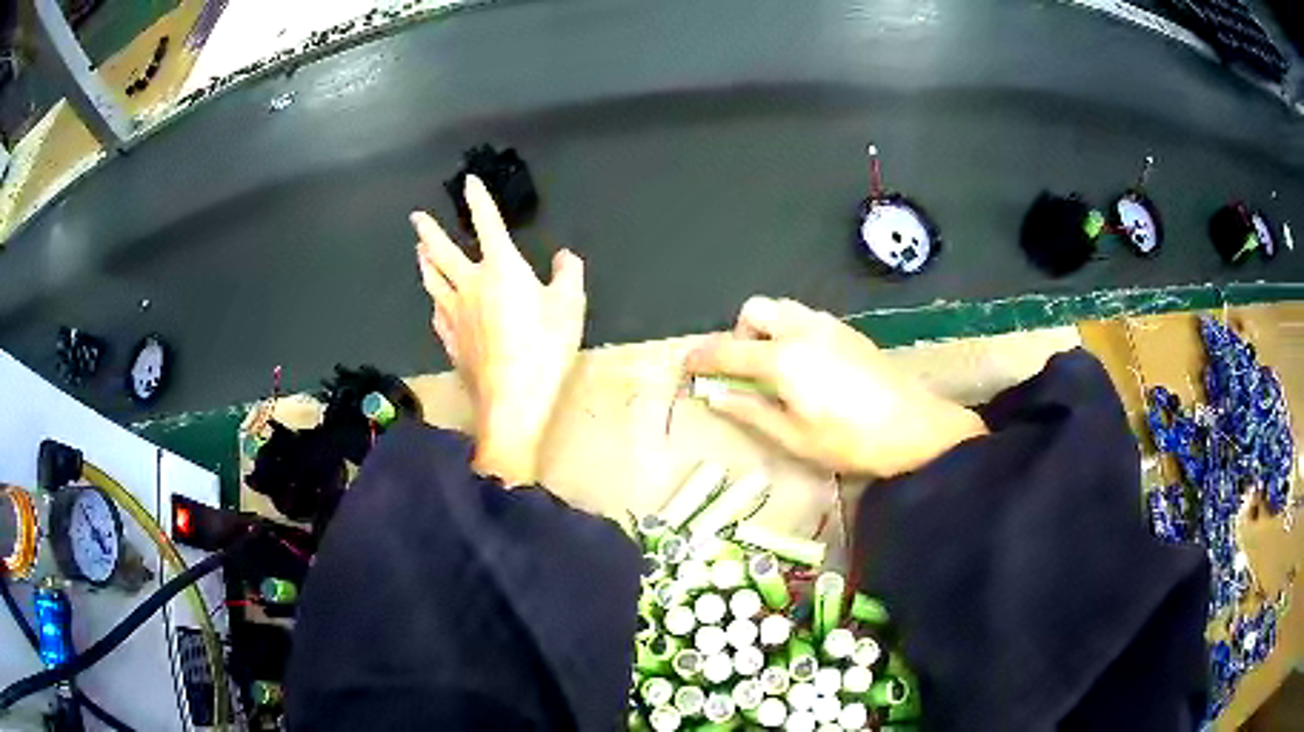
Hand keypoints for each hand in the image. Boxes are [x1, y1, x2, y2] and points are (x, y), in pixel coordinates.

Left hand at [411, 176, 586, 485]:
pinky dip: (434, 301)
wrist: (511, 399)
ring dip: (424, 262)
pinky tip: (434, 303)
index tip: (467, 182)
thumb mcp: (569, 306)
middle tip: (416, 218)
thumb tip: (566, 257)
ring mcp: (454, 314)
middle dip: (429, 231)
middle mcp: (470, 284)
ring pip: (432, 281)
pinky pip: (437, 313)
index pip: (488, 224)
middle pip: (442, 252)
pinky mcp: (450, 340)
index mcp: (501, 268)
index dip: (478, 200)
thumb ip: (568, 275)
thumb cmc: (544, 348)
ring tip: (418, 252)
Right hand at [686, 297, 987, 477]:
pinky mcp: (849, 331)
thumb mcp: (794, 437)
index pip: (728, 350)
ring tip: (776, 369)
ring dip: (767, 329)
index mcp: (783, 359)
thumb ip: (751, 411)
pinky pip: (806, 318)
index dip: (702, 358)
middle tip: (745, 369)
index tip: (686, 366)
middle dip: (739, 333)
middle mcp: (802, 330)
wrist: (915, 429)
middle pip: (755, 310)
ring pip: (783, 309)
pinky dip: (791, 332)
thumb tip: (716, 396)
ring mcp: (829, 325)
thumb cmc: (851, 441)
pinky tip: (807, 367)